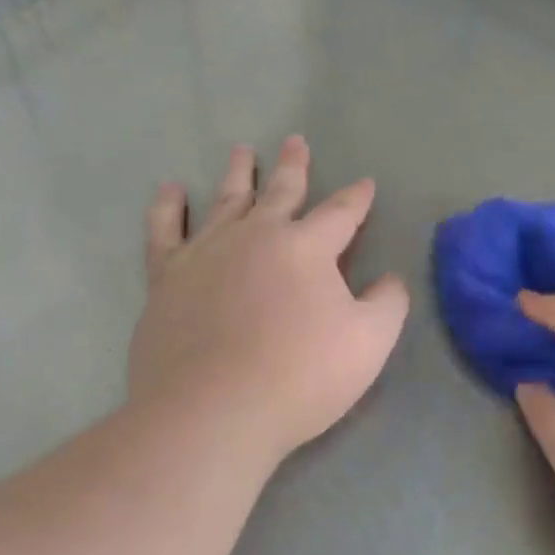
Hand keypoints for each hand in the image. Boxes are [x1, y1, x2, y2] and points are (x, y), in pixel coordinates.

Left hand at [130, 137, 409, 466]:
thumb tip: (389, 279)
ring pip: (226, 201)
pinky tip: (170, 191)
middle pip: (280, 192)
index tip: (365, 184)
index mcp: (307, 247)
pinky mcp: (168, 279)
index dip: (357, 198)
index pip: (340, 213)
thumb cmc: (301, 376)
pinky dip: (168, 208)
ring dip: (237, 174)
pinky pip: (165, 231)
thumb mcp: (370, 342)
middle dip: (293, 167)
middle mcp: (256, 236)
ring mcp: (207, 254)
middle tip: (295, 142)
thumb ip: (387, 303)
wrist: (213, 412)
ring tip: (242, 151)